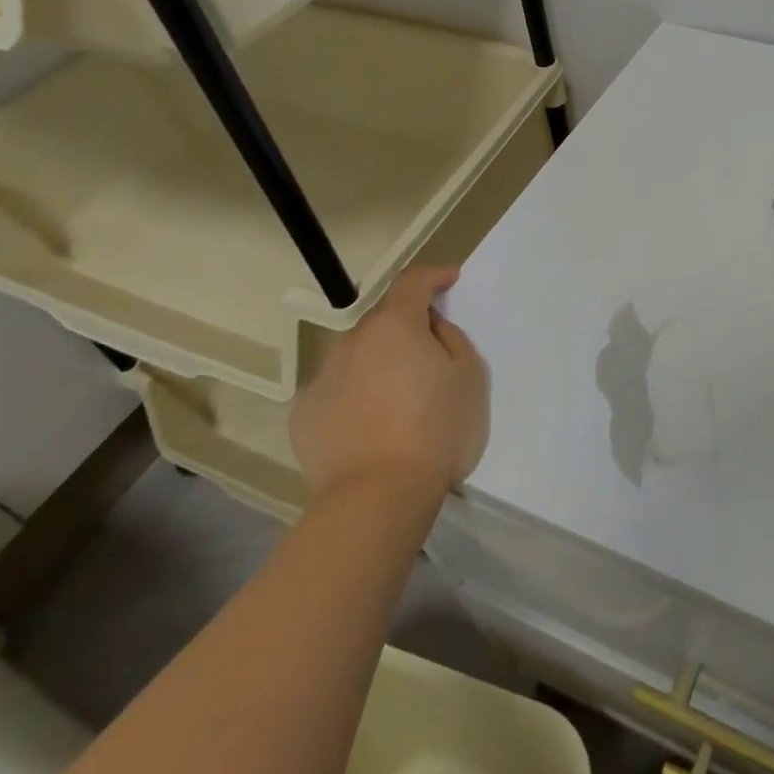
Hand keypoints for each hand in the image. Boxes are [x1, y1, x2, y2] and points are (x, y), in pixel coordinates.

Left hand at [290, 265, 487, 499]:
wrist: (377, 497)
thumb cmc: (436, 430)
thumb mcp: (470, 376)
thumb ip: (451, 339)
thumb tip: (429, 329)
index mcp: (394, 326)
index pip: (412, 282)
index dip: (433, 275)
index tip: (449, 279)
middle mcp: (352, 342)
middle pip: (383, 322)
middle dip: (406, 328)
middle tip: (431, 355)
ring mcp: (322, 379)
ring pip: (357, 358)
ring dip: (379, 363)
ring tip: (399, 398)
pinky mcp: (304, 417)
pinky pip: (337, 392)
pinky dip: (355, 397)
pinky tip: (371, 426)